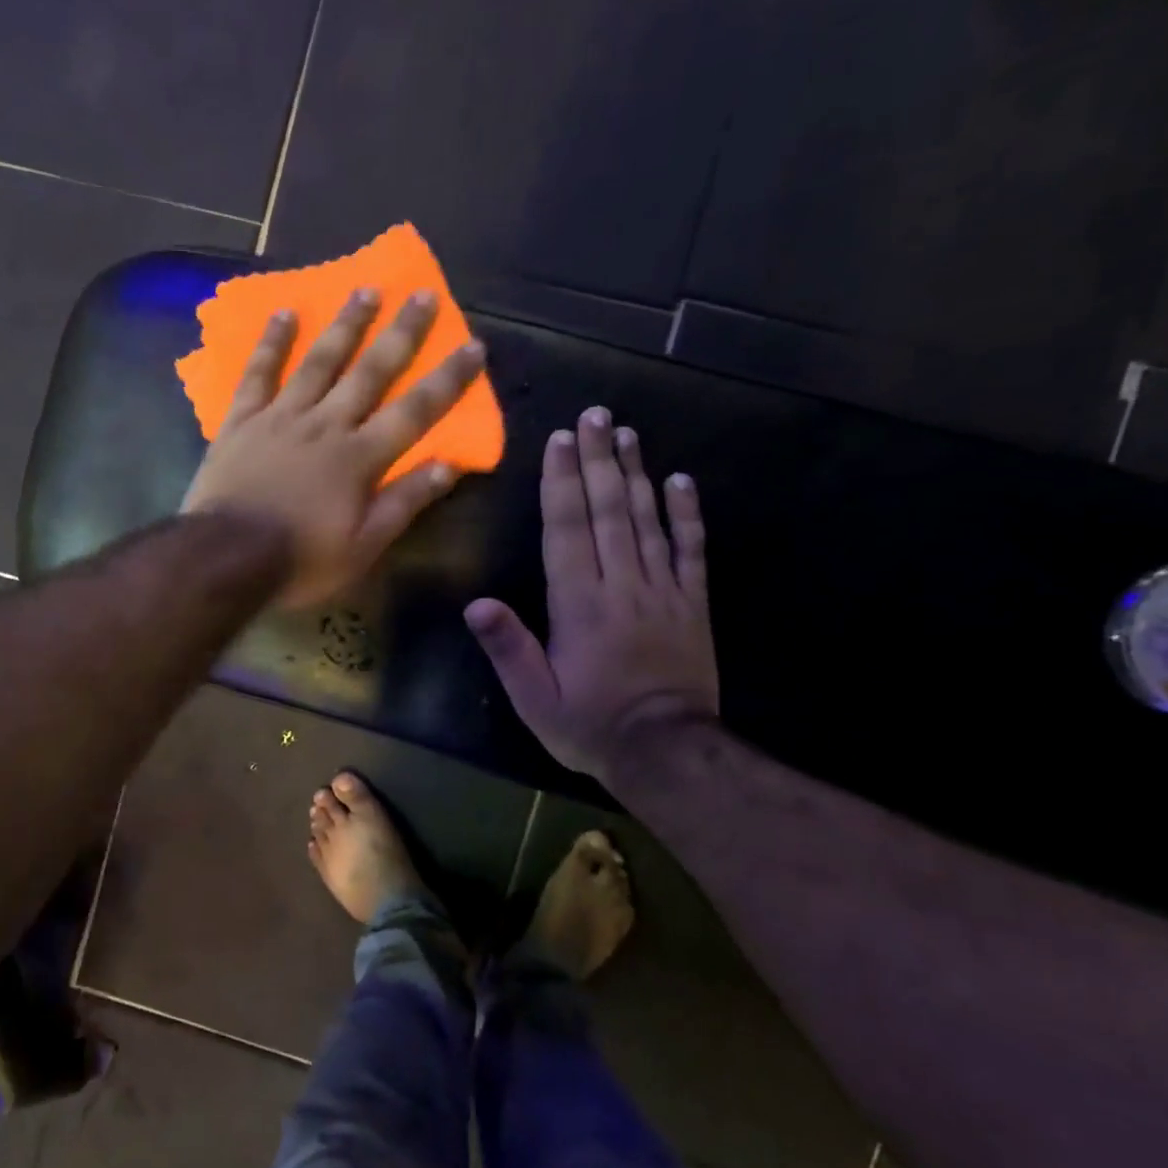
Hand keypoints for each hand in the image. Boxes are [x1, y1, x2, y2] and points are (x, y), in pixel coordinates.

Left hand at [182, 288, 485, 607]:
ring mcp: (281, 417)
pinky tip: (285, 313)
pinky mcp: (242, 421)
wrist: (226, 558)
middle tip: (423, 294)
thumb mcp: (363, 547)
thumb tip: (448, 466)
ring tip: (365, 290)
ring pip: (319, 362)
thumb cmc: (301, 559)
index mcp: (360, 458)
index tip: (474, 346)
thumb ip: (403, 503)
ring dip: (345, 325)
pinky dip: (272, 343)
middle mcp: (326, 425)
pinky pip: (258, 374)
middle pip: (370, 372)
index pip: (415, 412)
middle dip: (401, 333)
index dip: (447, 380)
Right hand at [464, 407, 716, 782]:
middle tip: (594, 416)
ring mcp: (662, 589)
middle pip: (608, 510)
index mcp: (579, 602)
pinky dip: (687, 513)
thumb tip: (476, 603)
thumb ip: (508, 648)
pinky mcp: (692, 603)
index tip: (559, 440)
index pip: (567, 529)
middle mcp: (621, 584)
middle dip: (597, 460)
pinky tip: (682, 481)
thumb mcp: (534, 697)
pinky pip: (691, 549)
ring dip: (636, 473)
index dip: (561, 482)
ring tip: (626, 434)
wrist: (666, 751)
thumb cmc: (589, 724)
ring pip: (647, 519)